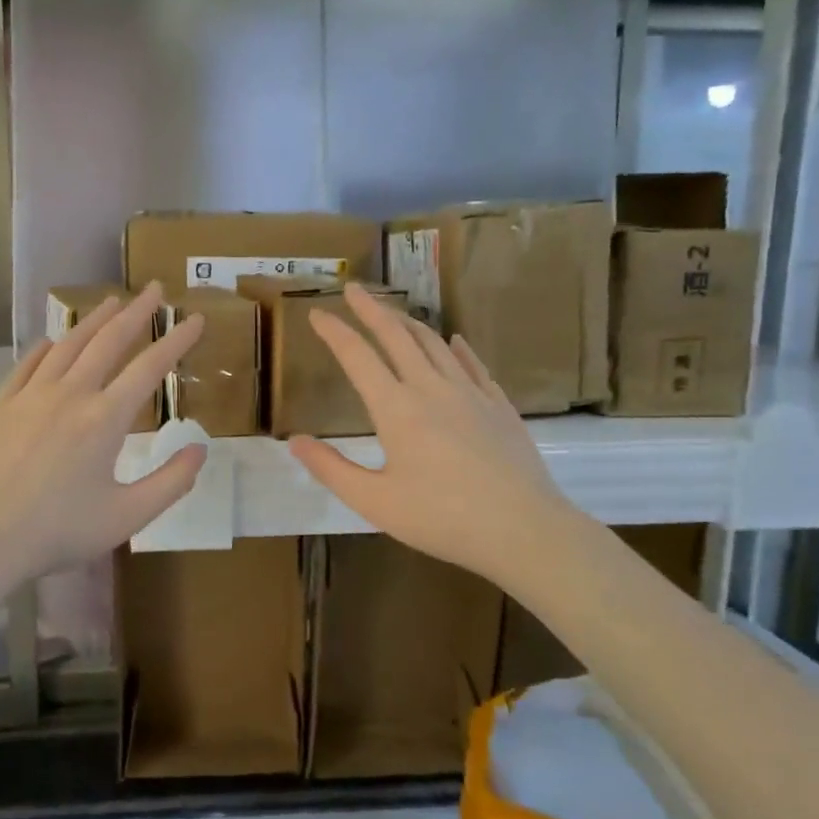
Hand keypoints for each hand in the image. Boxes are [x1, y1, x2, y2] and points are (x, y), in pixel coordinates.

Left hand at [0, 283, 206, 585]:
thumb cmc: (59, 531)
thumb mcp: (128, 516)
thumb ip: (171, 482)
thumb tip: (200, 448)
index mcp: (105, 419)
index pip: (149, 368)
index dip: (176, 341)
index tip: (194, 320)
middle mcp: (70, 394)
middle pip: (108, 341)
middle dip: (136, 313)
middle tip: (154, 290)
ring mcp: (31, 395)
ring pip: (68, 345)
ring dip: (94, 320)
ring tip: (112, 302)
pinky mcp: (0, 405)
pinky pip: (28, 365)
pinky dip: (47, 348)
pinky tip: (53, 342)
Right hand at [288, 282, 572, 584]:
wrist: (523, 529)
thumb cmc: (442, 519)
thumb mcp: (374, 502)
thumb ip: (331, 469)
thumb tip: (294, 440)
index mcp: (396, 408)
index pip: (358, 356)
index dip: (335, 331)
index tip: (316, 312)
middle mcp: (432, 388)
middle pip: (397, 336)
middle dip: (372, 309)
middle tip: (355, 289)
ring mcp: (470, 393)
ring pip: (435, 344)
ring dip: (409, 322)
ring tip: (394, 312)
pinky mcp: (498, 406)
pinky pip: (473, 364)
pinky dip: (457, 347)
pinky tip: (455, 340)